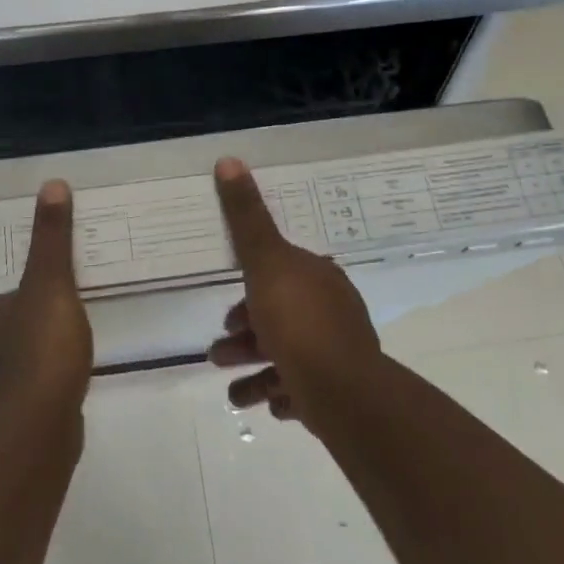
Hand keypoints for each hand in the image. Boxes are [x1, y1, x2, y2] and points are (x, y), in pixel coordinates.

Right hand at [207, 158, 383, 426]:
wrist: (343, 393)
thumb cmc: (299, 322)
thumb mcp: (265, 261)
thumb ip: (246, 216)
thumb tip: (229, 159)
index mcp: (318, 278)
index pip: (281, 275)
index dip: (252, 290)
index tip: (227, 312)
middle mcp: (331, 311)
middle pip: (280, 317)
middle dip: (246, 335)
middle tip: (219, 353)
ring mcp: (337, 354)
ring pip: (287, 357)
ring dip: (255, 370)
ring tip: (234, 393)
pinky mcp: (337, 393)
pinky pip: (302, 390)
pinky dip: (280, 394)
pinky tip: (267, 404)